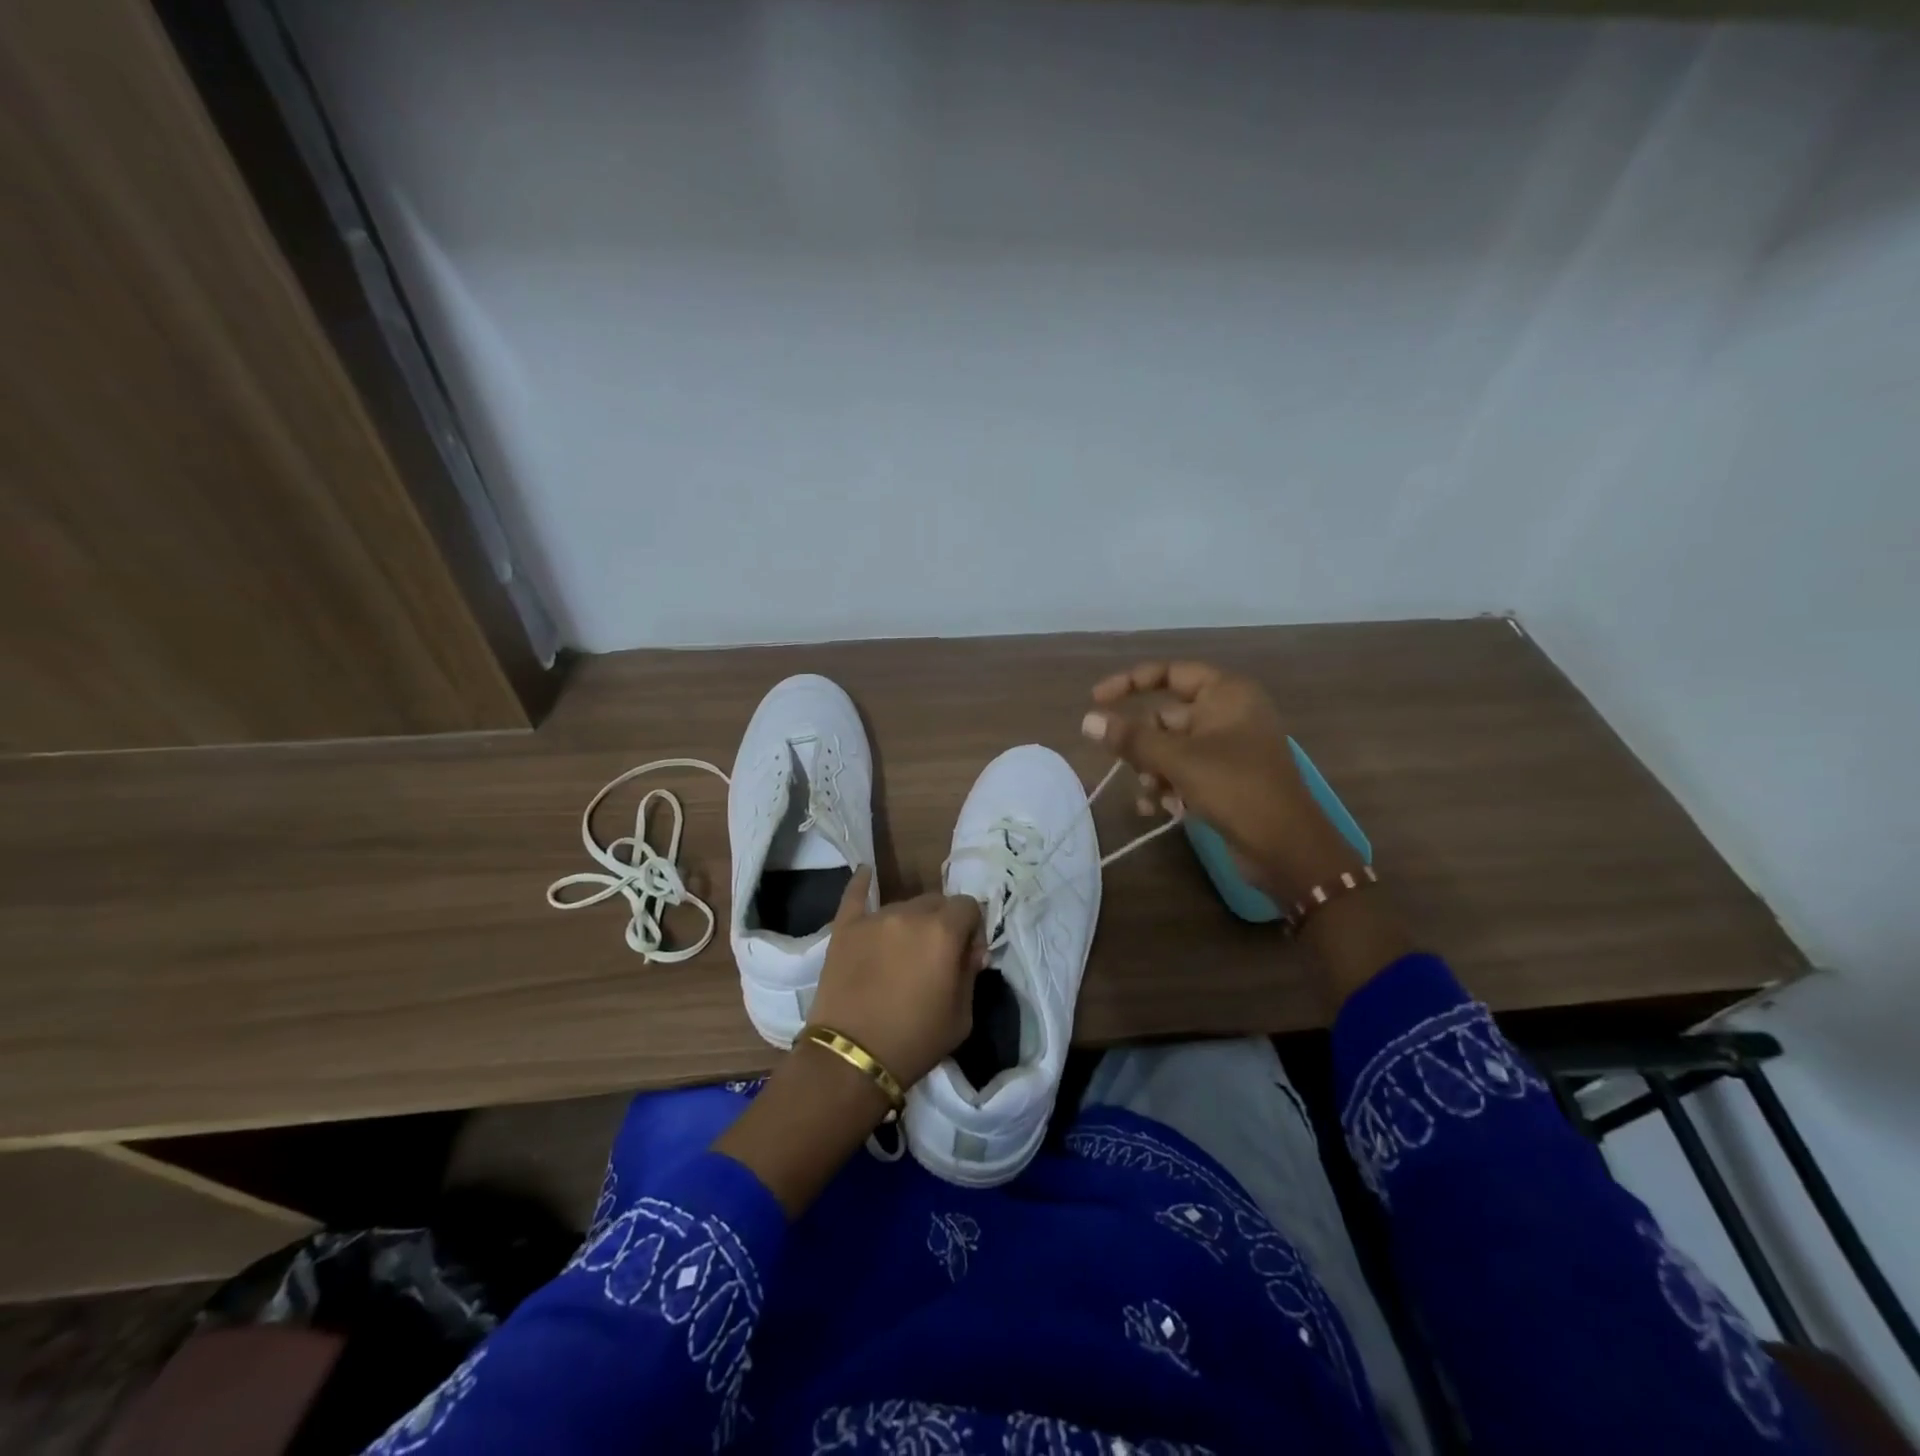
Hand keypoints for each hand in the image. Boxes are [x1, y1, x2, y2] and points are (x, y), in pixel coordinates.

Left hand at [806, 866, 986, 1087]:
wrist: (852, 1059)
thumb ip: (970, 973)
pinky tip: (865, 873)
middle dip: (943, 923)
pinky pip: (855, 895)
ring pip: (904, 904)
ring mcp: (874, 917)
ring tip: (902, 952)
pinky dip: (862, 885)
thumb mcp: (962, 1016)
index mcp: (944, 931)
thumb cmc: (915, 1042)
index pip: (969, 906)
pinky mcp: (845, 927)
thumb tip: (969, 951)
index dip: (972, 930)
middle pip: (937, 901)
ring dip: (912, 921)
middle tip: (935, 956)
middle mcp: (910, 914)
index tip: (966, 957)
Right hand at [1083, 660, 1412, 1007]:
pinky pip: (1185, 772)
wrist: (1287, 848)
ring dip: (1153, 771)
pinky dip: (1170, 787)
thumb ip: (1131, 739)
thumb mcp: (1178, 760)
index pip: (1170, 673)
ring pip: (1171, 749)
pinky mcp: (1226, 779)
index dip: (1130, 682)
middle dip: (1143, 745)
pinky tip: (1162, 810)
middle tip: (1126, 765)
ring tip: (1152, 795)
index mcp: (1227, 693)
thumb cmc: (1236, 788)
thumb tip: (1088, 721)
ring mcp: (1228, 748)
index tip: (1096, 700)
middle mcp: (1228, 713)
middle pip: (1166, 717)